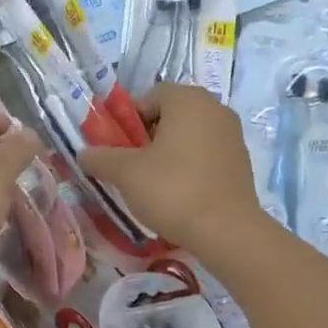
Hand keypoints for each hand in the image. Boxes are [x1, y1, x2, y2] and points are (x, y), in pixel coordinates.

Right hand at [80, 84, 262, 254]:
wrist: (227, 231)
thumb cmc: (173, 190)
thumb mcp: (126, 173)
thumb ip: (101, 158)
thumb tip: (84, 154)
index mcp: (187, 99)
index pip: (149, 96)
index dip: (129, 120)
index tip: (120, 149)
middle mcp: (214, 107)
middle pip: (170, 114)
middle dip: (149, 136)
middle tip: (134, 165)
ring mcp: (232, 134)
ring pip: (189, 134)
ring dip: (170, 151)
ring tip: (155, 182)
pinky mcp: (242, 160)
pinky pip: (207, 152)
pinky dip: (191, 165)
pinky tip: (181, 192)